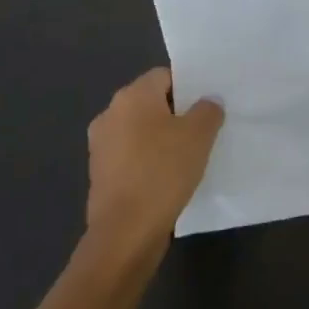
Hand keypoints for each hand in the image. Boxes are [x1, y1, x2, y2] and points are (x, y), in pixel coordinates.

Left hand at [86, 69, 222, 248]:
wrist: (125, 232)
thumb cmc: (163, 172)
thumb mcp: (199, 135)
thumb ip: (208, 110)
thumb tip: (208, 101)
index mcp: (132, 96)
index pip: (165, 76)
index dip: (189, 87)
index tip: (207, 107)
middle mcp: (110, 113)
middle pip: (151, 102)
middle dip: (176, 113)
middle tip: (203, 129)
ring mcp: (101, 145)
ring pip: (140, 130)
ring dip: (161, 138)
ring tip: (188, 155)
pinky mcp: (100, 173)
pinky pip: (131, 155)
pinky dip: (148, 160)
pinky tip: (168, 177)